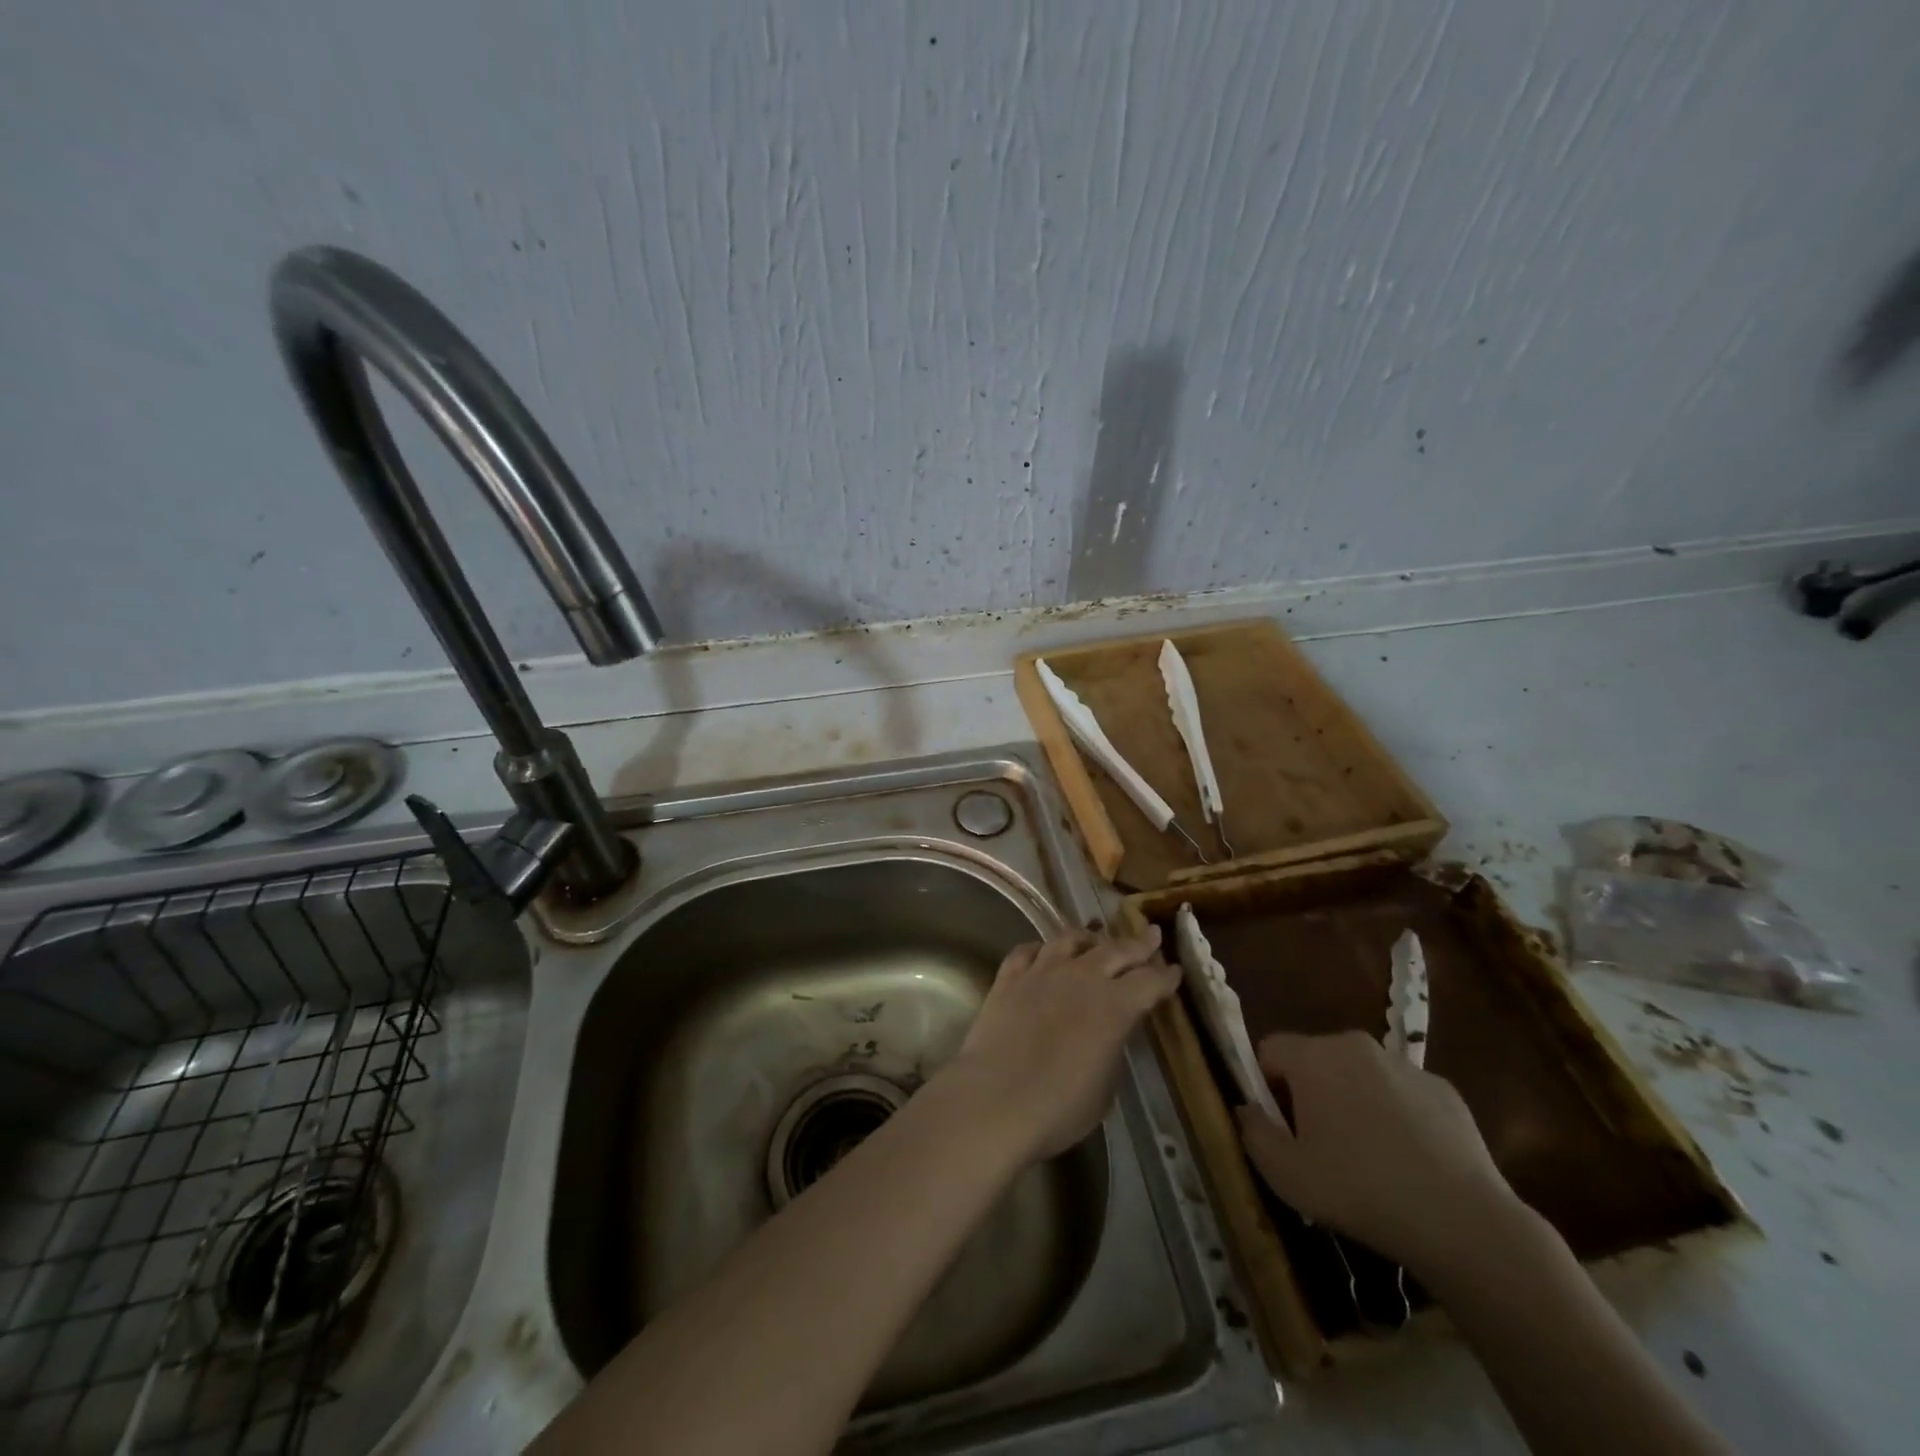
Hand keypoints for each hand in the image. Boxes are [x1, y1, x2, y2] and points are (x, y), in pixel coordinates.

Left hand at [941, 928, 1179, 1164]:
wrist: (994, 1099)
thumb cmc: (1059, 1107)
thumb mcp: (1105, 1086)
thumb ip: (1112, 1048)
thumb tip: (1109, 1032)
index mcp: (1116, 1006)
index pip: (1150, 982)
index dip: (1165, 976)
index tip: (1174, 970)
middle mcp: (1082, 977)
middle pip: (1116, 950)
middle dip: (1138, 943)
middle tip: (1151, 935)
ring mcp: (1042, 971)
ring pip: (1070, 939)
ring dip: (1088, 937)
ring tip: (1095, 937)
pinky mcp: (1009, 977)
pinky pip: (1028, 950)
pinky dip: (1041, 948)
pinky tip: (1044, 952)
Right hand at [1235, 1031, 1527, 1278]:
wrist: (1463, 1222)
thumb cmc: (1360, 1191)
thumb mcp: (1286, 1175)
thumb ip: (1254, 1133)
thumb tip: (1248, 1110)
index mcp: (1313, 1056)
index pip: (1270, 1049)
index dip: (1266, 1086)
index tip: (1281, 1127)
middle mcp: (1356, 1046)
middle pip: (1315, 1059)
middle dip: (1310, 1093)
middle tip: (1320, 1146)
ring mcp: (1405, 1065)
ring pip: (1360, 1076)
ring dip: (1353, 1102)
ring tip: (1369, 1159)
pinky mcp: (1444, 1090)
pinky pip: (1402, 1095)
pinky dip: (1397, 1117)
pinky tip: (1410, 1163)